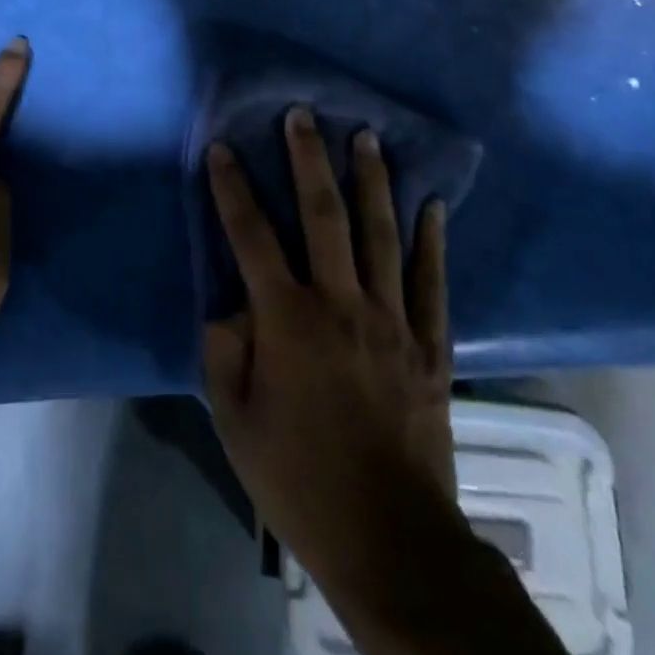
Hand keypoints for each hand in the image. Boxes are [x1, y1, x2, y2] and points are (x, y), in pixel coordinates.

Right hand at [202, 108, 461, 595]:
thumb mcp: (234, 419)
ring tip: (366, 136)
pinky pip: (432, 281)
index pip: (251, 237)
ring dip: (371, 180)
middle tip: (303, 116)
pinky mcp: (429, 345)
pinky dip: (431, 240)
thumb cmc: (298, 477)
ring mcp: (392, 320)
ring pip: (380, 234)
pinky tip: (432, 204)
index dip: (233, 189)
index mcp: (287, 319)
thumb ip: (224, 349)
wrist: (390, 538)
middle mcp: (340, 303)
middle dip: (308, 159)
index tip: (222, 149)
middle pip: (322, 215)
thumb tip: (231, 304)